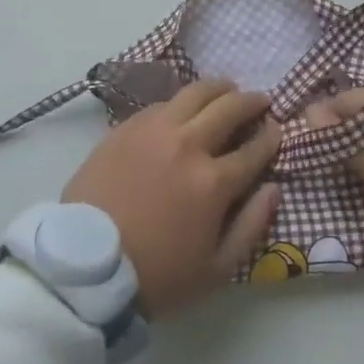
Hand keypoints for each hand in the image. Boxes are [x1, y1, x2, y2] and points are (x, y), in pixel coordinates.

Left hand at [63, 79, 281, 319]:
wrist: (86, 267)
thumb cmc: (156, 275)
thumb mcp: (216, 269)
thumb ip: (251, 226)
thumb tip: (274, 189)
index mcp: (213, 182)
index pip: (254, 149)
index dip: (271, 137)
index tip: (277, 129)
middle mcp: (188, 145)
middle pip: (229, 108)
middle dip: (251, 102)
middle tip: (259, 101)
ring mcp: (155, 131)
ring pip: (195, 93)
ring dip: (218, 88)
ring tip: (226, 89)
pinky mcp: (127, 128)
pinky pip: (161, 103)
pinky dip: (181, 101)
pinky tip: (183, 108)